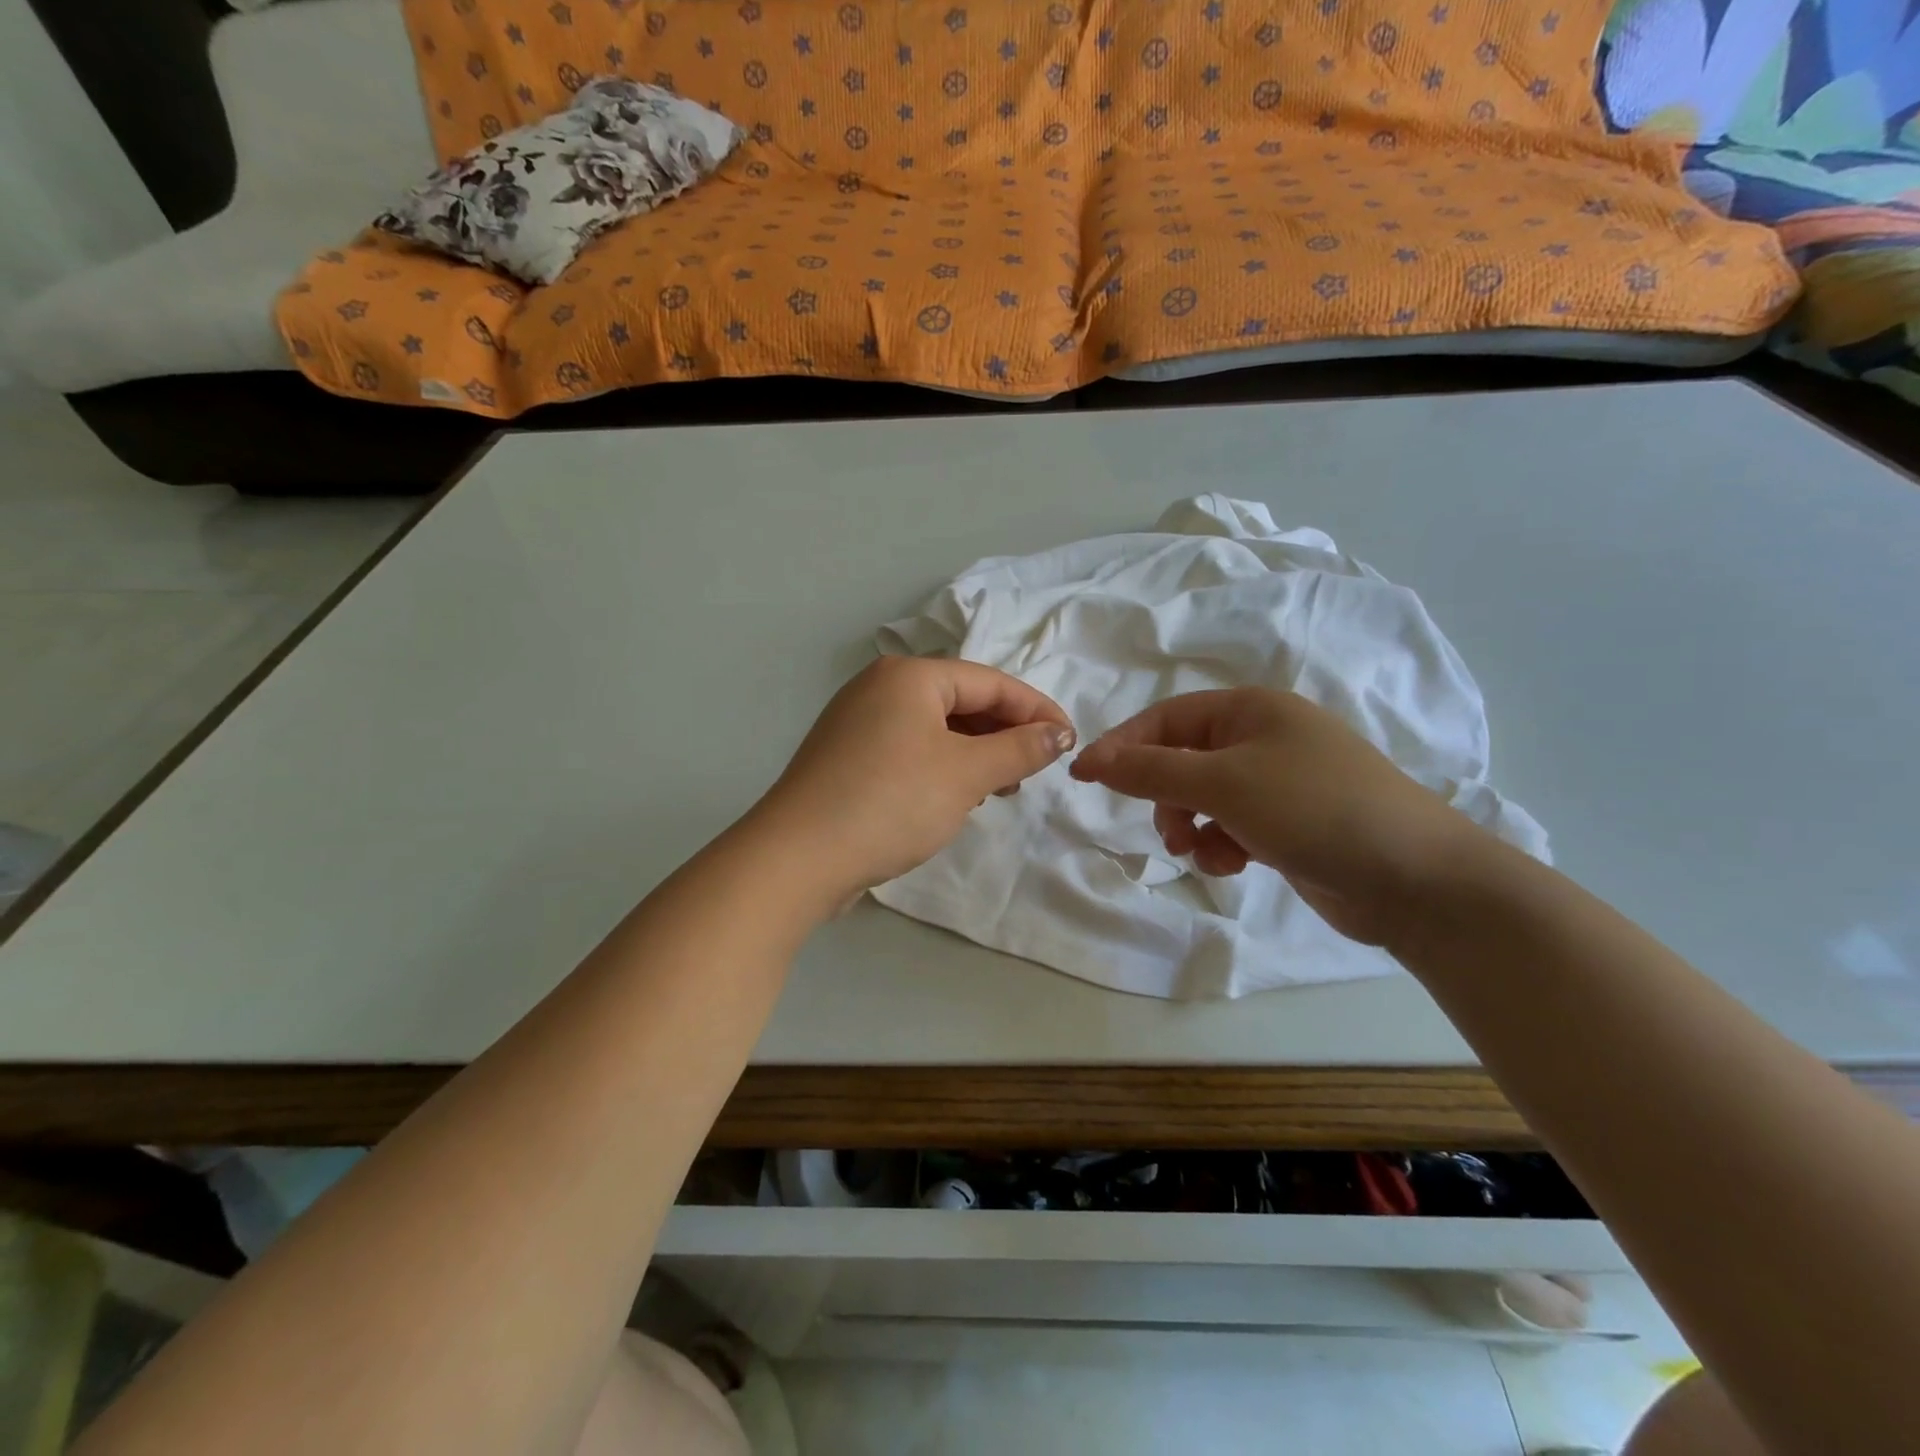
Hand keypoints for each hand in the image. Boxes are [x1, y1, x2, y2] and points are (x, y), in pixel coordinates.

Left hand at [757, 656, 1074, 901]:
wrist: (798, 858)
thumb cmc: (891, 803)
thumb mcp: (966, 774)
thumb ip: (1019, 749)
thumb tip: (1057, 733)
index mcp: (908, 676)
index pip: (990, 682)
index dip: (1035, 710)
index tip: (1069, 741)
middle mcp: (879, 689)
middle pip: (960, 702)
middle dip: (1004, 734)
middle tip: (1034, 769)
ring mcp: (857, 724)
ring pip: (935, 729)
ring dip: (974, 754)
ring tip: (1000, 788)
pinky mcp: (847, 759)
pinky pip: (909, 751)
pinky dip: (941, 768)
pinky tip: (955, 797)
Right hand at [1069, 688, 1484, 945]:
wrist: (1416, 878)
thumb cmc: (1313, 809)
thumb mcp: (1222, 783)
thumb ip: (1151, 770)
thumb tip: (1090, 758)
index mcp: (1251, 709)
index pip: (1166, 719)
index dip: (1123, 746)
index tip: (1085, 778)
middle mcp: (1264, 737)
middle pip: (1184, 759)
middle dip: (1166, 796)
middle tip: (1166, 830)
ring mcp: (1281, 782)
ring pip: (1205, 797)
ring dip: (1192, 825)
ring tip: (1205, 852)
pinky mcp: (1291, 823)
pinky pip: (1233, 825)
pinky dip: (1222, 844)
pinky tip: (1235, 864)